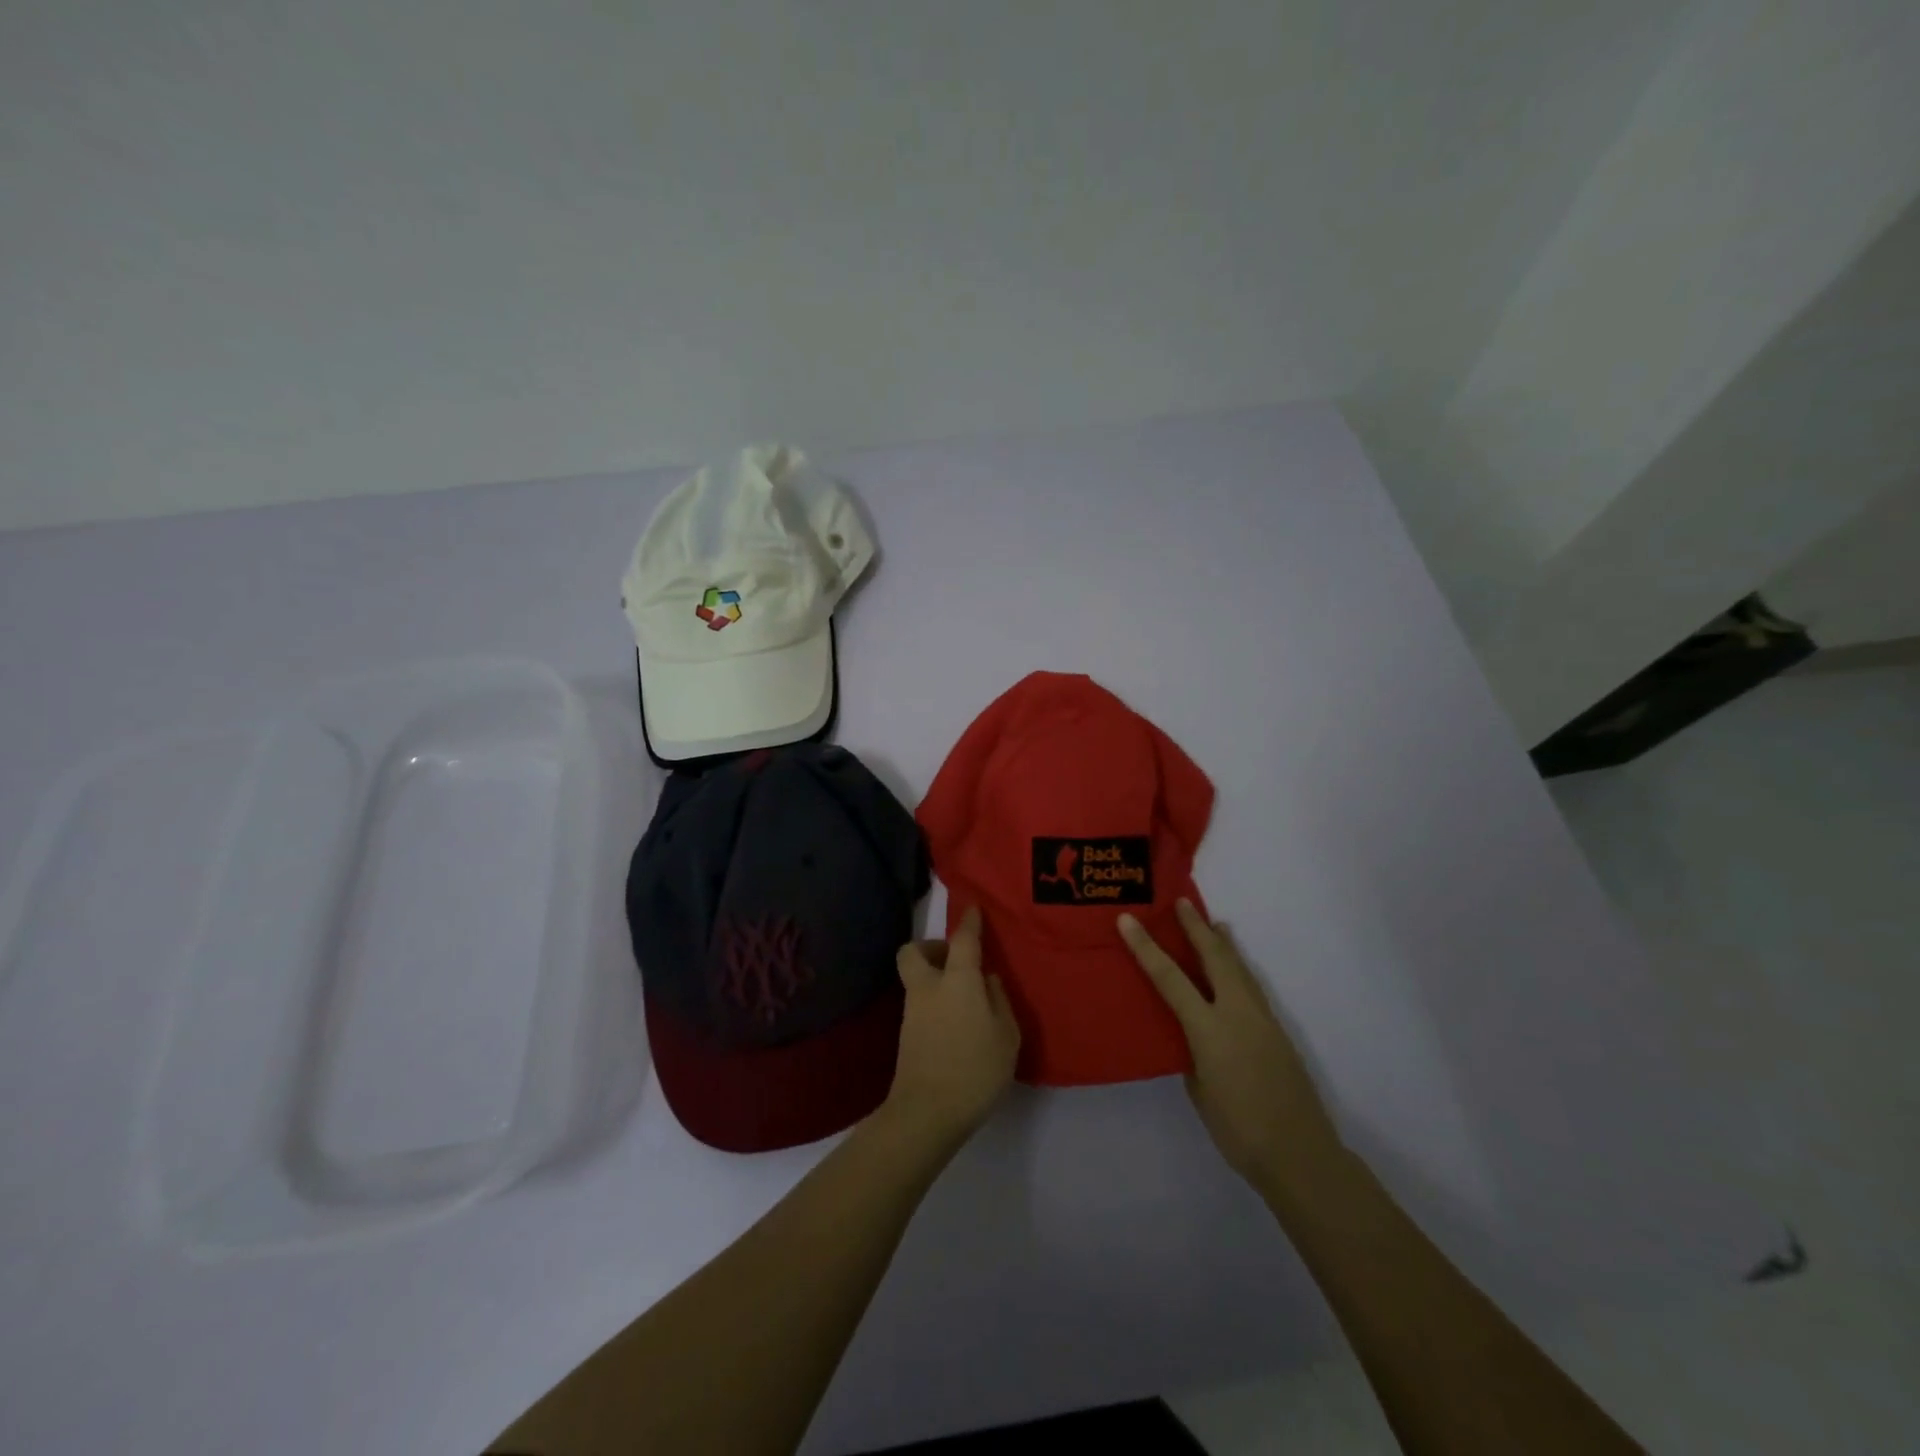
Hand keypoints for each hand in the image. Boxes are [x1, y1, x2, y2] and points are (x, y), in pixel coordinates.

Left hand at [886, 907, 1020, 1146]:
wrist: (926, 1112)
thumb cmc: (975, 1069)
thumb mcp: (1006, 1036)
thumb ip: (999, 1001)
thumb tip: (988, 981)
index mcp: (957, 980)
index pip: (963, 939)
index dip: (969, 922)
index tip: (973, 910)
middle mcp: (929, 987)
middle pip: (914, 951)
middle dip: (931, 947)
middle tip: (956, 960)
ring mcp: (912, 1011)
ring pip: (916, 978)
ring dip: (934, 977)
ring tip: (964, 998)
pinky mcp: (906, 1035)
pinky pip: (919, 1003)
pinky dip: (933, 1002)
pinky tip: (954, 1022)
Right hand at [1119, 900, 1341, 1195]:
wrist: (1300, 1155)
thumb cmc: (1238, 1129)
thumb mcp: (1199, 1089)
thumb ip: (1192, 1052)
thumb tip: (1193, 1035)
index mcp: (1209, 1030)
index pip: (1170, 979)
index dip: (1146, 947)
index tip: (1127, 920)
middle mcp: (1237, 1014)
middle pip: (1214, 958)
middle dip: (1196, 928)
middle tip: (1182, 902)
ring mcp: (1262, 1020)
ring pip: (1239, 968)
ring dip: (1222, 943)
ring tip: (1213, 923)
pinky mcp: (1277, 1031)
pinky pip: (1251, 986)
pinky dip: (1238, 967)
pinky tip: (1235, 968)